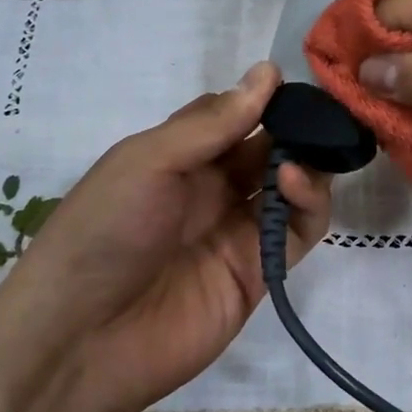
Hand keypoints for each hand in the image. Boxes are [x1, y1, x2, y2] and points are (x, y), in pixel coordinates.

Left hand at [0, 61, 329, 411]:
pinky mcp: (261, 270)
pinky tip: (296, 183)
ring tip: (313, 150)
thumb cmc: (104, 232)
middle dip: (295, 128)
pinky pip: (299, 231)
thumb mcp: (148, 161)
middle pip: (265, 148)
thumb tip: (267, 72)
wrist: (84, 340)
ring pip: (289, 187)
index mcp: (175, 157)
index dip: (260, 98)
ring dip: (306, 163)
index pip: (229, 115)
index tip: (295, 82)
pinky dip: (309, 204)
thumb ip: (212, 124)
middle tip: (327, 114)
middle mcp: (209, 189)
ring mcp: (237, 230)